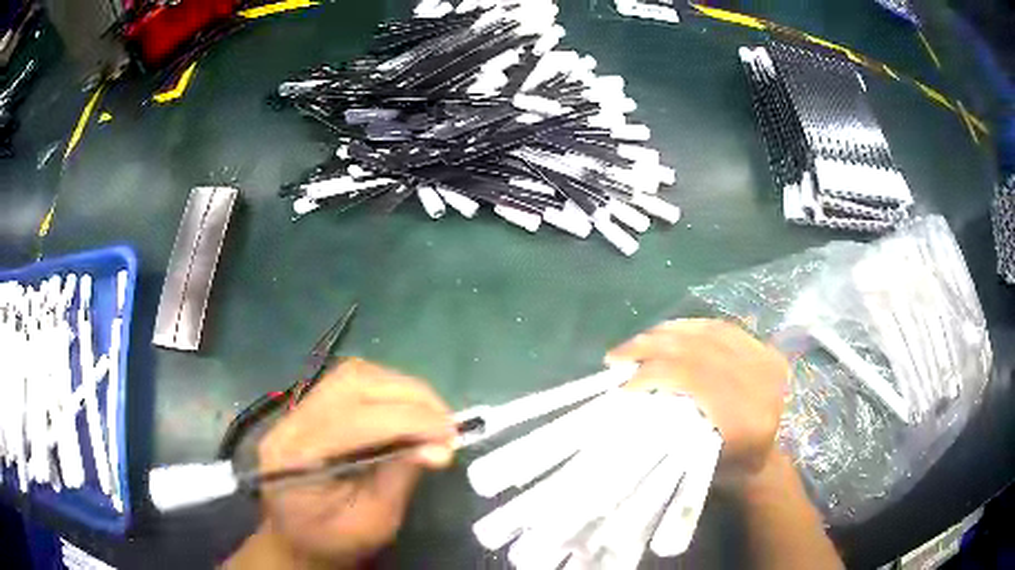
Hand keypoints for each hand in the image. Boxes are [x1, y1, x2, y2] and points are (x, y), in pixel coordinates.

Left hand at [238, 358, 456, 568]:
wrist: (298, 539)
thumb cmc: (335, 540)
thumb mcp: (372, 522)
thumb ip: (400, 479)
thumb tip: (440, 446)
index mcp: (296, 457)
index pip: (353, 420)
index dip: (407, 421)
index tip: (449, 435)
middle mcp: (291, 422)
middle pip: (352, 383)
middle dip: (410, 396)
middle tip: (447, 423)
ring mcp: (297, 410)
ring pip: (354, 375)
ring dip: (402, 389)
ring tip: (432, 416)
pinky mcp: (310, 407)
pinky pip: (352, 382)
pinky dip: (389, 391)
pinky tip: (408, 411)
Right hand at [605, 319, 788, 479]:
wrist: (770, 459)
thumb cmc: (729, 469)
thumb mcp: (698, 462)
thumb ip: (672, 432)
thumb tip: (631, 397)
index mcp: (745, 417)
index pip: (694, 379)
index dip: (654, 373)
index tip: (622, 384)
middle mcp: (760, 381)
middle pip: (698, 350)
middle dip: (651, 347)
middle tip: (616, 356)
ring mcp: (766, 360)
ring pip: (708, 334)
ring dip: (666, 334)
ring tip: (635, 342)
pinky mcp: (766, 349)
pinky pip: (721, 328)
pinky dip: (689, 327)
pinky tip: (666, 332)